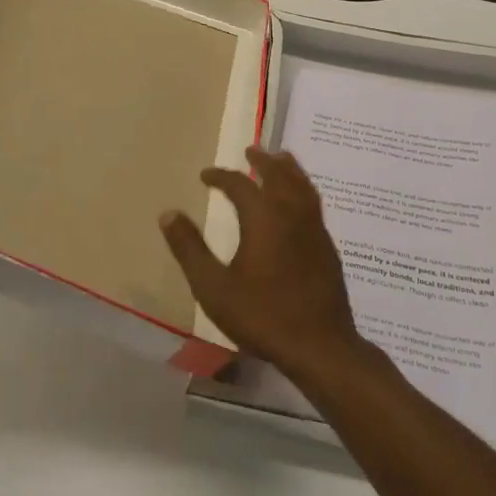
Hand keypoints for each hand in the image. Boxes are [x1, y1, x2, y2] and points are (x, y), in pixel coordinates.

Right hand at [158, 148, 368, 385]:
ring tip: (281, 160)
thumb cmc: (262, 315)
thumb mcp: (214, 287)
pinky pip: (314, 203)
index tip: (206, 175)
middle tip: (252, 150)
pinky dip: (302, 189)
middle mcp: (292, 214)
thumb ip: (190, 249)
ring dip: (289, 169)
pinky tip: (299, 203)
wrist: (320, 345)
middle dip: (263, 161)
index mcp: (264, 218)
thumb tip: (168, 214)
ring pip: (303, 186)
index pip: (240, 184)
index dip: (221, 176)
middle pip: (280, 175)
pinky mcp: (328, 247)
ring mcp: (315, 229)